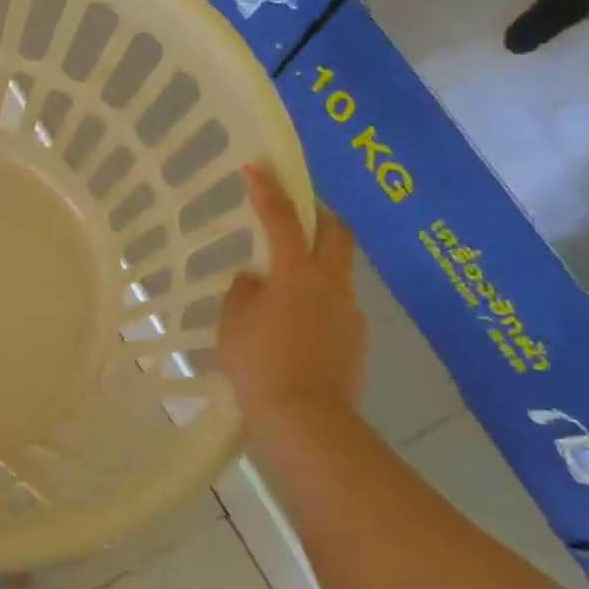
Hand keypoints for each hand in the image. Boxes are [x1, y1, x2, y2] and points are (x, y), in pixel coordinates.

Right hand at [219, 165, 366, 442]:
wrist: (307, 422)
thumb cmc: (261, 365)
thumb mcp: (233, 323)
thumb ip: (243, 292)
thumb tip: (256, 280)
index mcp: (298, 274)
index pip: (282, 219)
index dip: (268, 190)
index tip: (256, 167)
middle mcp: (332, 285)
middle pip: (334, 233)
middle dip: (316, 212)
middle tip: (295, 207)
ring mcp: (349, 314)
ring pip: (336, 271)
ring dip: (314, 261)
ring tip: (281, 281)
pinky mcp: (354, 341)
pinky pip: (334, 305)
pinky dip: (314, 299)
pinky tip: (291, 324)